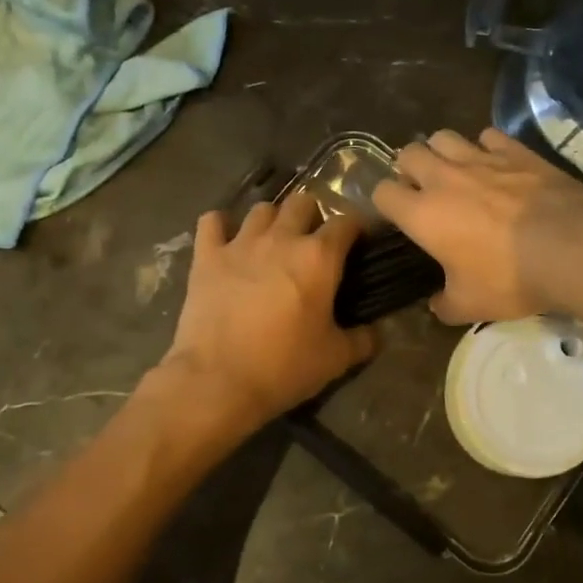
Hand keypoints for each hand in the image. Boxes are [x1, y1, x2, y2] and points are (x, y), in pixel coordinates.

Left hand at [157, 193, 377, 432]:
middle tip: (312, 242)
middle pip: (302, 202)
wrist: (218, 381)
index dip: (355, 228)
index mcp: (319, 257)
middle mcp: (281, 238)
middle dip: (312, 215)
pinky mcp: (206, 256)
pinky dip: (221, 226)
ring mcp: (240, 244)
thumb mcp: (335, 359)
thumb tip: (376, 332)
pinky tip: (226, 240)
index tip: (356, 243)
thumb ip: (363, 339)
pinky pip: (212, 222)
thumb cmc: (284, 367)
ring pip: (261, 208)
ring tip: (272, 241)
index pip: (346, 222)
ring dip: (272, 219)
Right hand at [372, 128, 582, 324]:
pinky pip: (488, 135)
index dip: (385, 202)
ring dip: (443, 151)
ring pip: (444, 137)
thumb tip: (436, 305)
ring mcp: (480, 158)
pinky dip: (486, 146)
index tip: (398, 215)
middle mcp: (443, 178)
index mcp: (422, 214)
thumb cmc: (510, 277)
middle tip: (425, 189)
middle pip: (408, 153)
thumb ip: (445, 305)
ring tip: (456, 171)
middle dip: (410, 168)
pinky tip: (497, 163)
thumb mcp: (471, 306)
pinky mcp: (515, 150)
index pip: (382, 192)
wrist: (571, 246)